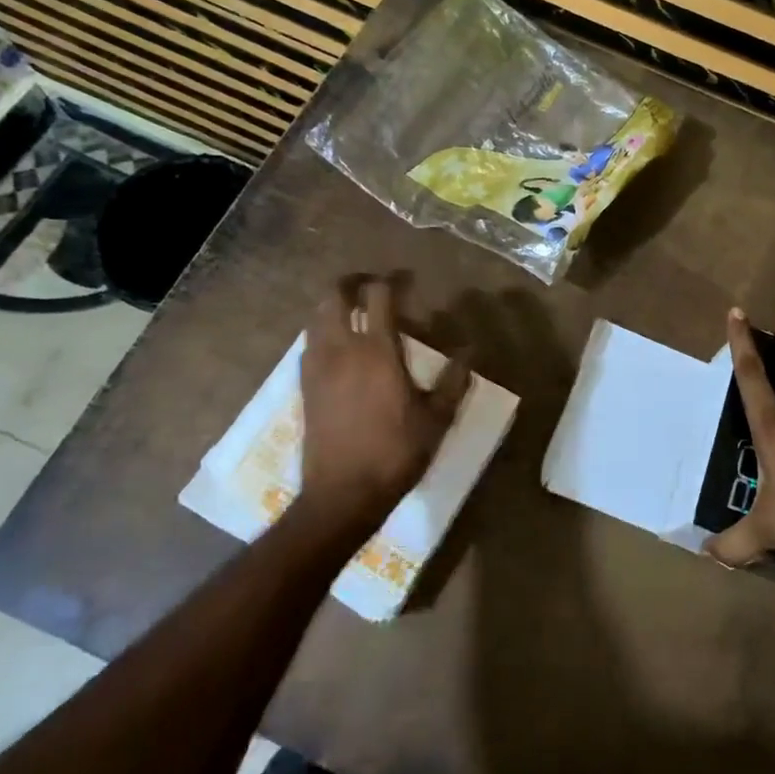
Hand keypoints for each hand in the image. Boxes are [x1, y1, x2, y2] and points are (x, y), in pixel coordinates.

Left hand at [296, 277, 469, 539]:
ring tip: (354, 311)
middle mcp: (341, 349)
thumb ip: (454, 380)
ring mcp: (317, 367)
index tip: (406, 279)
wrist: (342, 494)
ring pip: (316, 317)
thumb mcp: (436, 419)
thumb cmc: (395, 453)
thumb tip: (470, 351)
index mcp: (377, 351)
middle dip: (351, 281)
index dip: (391, 280)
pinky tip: (338, 347)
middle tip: (371, 284)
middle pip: (334, 296)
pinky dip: (322, 331)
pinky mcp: (304, 386)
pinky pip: (309, 343)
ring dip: (333, 305)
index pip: (378, 296)